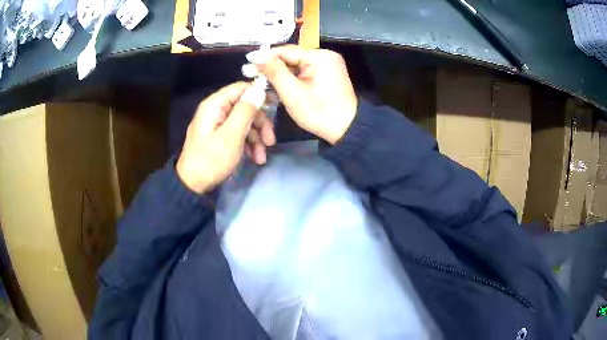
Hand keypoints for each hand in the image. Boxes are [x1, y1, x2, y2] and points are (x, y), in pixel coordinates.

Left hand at [176, 82, 275, 193]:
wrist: (192, 185)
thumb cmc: (211, 159)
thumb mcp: (231, 135)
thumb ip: (245, 110)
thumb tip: (259, 89)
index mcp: (215, 104)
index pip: (241, 88)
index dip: (259, 94)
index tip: (276, 106)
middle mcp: (216, 110)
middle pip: (245, 107)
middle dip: (260, 124)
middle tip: (271, 141)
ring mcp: (217, 124)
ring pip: (244, 122)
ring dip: (256, 138)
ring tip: (261, 158)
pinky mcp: (219, 137)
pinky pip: (237, 133)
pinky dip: (248, 145)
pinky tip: (254, 158)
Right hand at [246, 45, 356, 144]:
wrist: (346, 130)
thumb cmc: (319, 113)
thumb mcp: (293, 93)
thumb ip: (274, 71)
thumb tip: (256, 55)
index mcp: (319, 56)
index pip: (285, 51)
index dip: (265, 58)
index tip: (247, 66)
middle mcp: (325, 55)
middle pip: (291, 57)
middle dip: (272, 68)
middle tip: (251, 75)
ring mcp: (328, 65)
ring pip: (296, 65)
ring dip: (280, 74)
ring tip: (261, 82)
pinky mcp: (327, 74)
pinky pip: (304, 72)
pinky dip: (291, 79)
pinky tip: (278, 86)